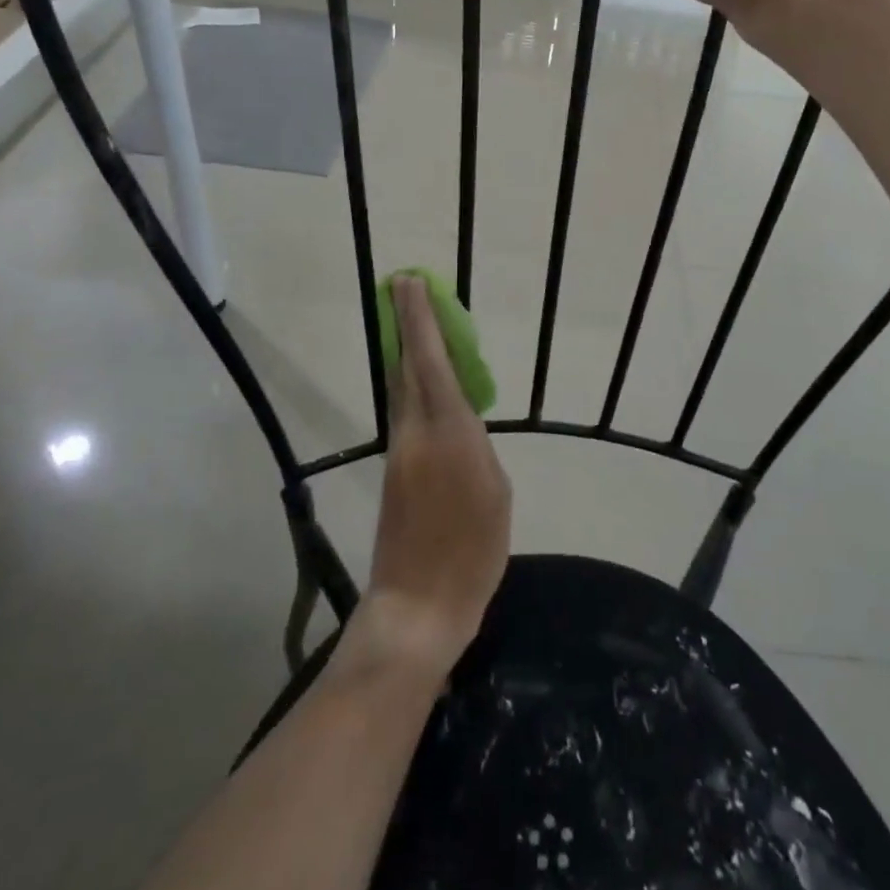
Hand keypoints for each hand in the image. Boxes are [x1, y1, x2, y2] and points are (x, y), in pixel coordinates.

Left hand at [354, 276, 510, 678]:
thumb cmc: (472, 554)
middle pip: (407, 367)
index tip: (409, 283)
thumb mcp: (496, 494)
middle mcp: (416, 432)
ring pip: (402, 387)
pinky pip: (404, 411)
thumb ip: (477, 446)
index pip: (431, 363)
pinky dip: (413, 385)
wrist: (417, 606)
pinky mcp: (393, 470)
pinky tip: (425, 384)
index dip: (420, 321)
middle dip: (406, 324)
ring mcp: (399, 450)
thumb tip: (463, 423)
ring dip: (407, 352)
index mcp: (449, 434)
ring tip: (418, 326)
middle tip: (405, 290)